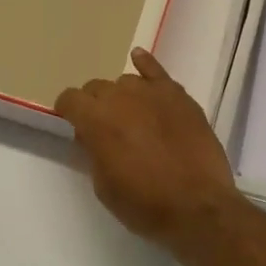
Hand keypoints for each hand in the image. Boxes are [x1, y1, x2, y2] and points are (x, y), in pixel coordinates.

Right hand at [54, 48, 245, 249]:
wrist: (198, 207)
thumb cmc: (145, 204)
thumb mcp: (104, 185)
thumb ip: (93, 152)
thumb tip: (92, 134)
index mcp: (96, 120)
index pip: (70, 99)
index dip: (68, 111)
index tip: (72, 123)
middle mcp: (120, 97)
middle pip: (97, 88)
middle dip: (94, 104)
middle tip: (103, 128)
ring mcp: (152, 93)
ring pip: (125, 82)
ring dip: (121, 96)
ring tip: (131, 116)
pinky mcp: (179, 96)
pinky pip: (156, 71)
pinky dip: (145, 64)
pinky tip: (138, 58)